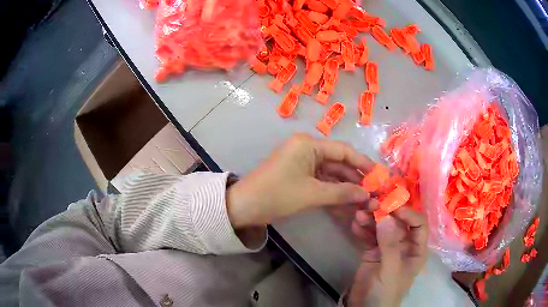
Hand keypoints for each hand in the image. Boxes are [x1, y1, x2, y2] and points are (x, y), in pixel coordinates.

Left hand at [226, 134, 376, 227]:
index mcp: (308, 145)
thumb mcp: (312, 194)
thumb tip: (367, 195)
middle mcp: (307, 150)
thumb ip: (342, 193)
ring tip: (364, 201)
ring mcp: (302, 164)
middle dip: (355, 179)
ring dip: (345, 188)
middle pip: (338, 163)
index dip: (362, 163)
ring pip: (331, 175)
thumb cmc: (277, 195)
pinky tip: (347, 204)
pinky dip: (332, 193)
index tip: (378, 175)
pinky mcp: (298, 177)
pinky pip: (320, 182)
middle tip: (373, 193)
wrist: (244, 207)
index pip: (343, 151)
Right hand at [349, 207, 427, 306]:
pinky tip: (354, 225)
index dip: (407, 213)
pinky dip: (363, 230)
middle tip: (369, 205)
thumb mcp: (390, 270)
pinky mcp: (372, 253)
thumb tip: (385, 215)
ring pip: (382, 228)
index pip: (418, 224)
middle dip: (385, 212)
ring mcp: (387, 249)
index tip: (390, 206)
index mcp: (416, 250)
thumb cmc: (384, 292)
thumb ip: (389, 245)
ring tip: (358, 214)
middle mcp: (404, 246)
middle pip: (398, 223)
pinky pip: (369, 237)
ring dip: (371, 219)